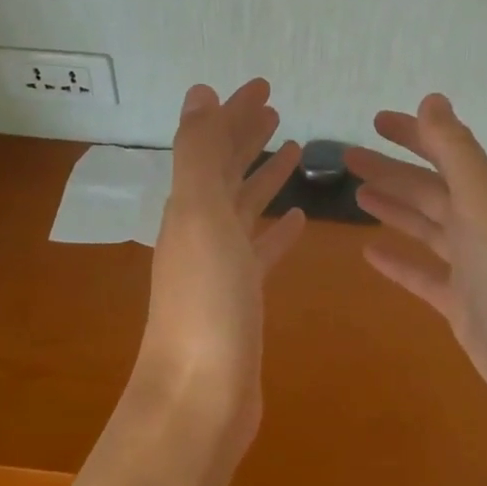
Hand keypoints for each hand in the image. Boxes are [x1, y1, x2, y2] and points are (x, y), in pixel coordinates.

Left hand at [136, 80, 303, 454]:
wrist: (199, 400)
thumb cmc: (206, 304)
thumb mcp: (200, 216)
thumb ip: (198, 153)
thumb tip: (199, 93)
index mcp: (189, 205)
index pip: (212, 144)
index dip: (234, 112)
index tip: (263, 85)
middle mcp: (200, 228)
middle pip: (225, 169)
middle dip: (246, 135)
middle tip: (275, 107)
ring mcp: (220, 265)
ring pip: (244, 206)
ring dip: (264, 175)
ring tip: (294, 148)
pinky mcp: (242, 297)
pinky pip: (261, 250)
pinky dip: (276, 229)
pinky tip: (297, 219)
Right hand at [348, 94, 486, 454]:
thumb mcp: (485, 206)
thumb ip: (456, 152)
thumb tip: (432, 98)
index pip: (447, 152)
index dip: (413, 133)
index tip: (374, 120)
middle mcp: (486, 226)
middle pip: (431, 188)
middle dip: (392, 169)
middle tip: (346, 156)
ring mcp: (477, 271)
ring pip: (427, 227)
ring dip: (394, 208)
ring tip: (355, 194)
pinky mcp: (467, 311)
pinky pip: (426, 275)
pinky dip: (400, 262)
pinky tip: (370, 253)